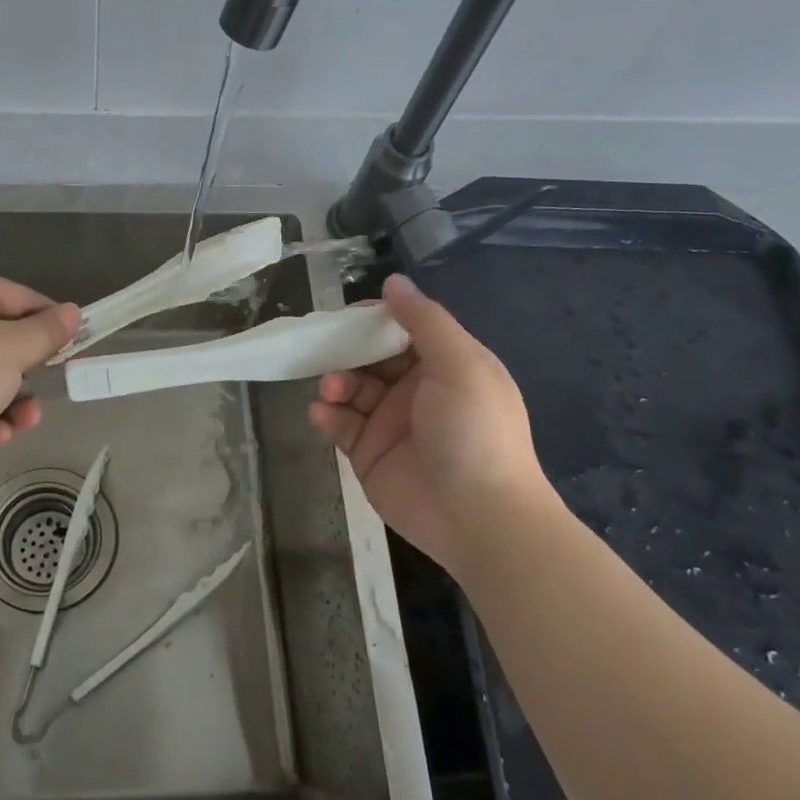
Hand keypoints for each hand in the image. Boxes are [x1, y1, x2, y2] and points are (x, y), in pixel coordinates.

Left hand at [0, 270, 80, 492]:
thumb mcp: (10, 348)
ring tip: (24, 421)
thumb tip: (73, 311)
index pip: (21, 297)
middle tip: (56, 386)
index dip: (52, 322)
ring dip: (14, 400)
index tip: (78, 348)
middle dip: (32, 368)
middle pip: (6, 338)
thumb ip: (46, 331)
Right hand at [308, 273, 549, 564]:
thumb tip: (394, 282)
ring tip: (330, 390)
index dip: (376, 319)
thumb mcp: (459, 365)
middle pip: (371, 358)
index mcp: (446, 365)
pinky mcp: (369, 454)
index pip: (403, 330)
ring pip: (351, 389)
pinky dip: (326, 415)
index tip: (349, 316)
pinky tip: (322, 414)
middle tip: (325, 350)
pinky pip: (340, 425)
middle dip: (347, 351)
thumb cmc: (474, 431)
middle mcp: (417, 390)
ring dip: (335, 382)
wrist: (478, 517)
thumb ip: (424, 321)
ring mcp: (391, 423)